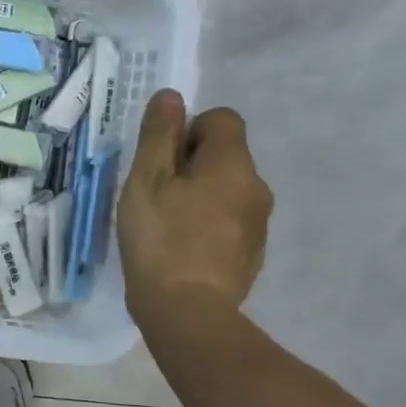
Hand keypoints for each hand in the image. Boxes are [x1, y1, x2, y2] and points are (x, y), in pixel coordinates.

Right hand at [117, 90, 272, 324]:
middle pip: (225, 155)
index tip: (160, 162)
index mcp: (232, 163)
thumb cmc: (160, 239)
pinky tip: (180, 248)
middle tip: (154, 195)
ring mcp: (259, 222)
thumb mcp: (146, 181)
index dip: (187, 130)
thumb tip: (172, 96)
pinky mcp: (252, 252)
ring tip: (165, 224)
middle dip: (190, 165)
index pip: (221, 119)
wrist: (188, 310)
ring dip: (199, 195)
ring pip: (227, 189)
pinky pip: (229, 220)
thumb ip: (159, 135)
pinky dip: (206, 224)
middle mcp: (256, 185)